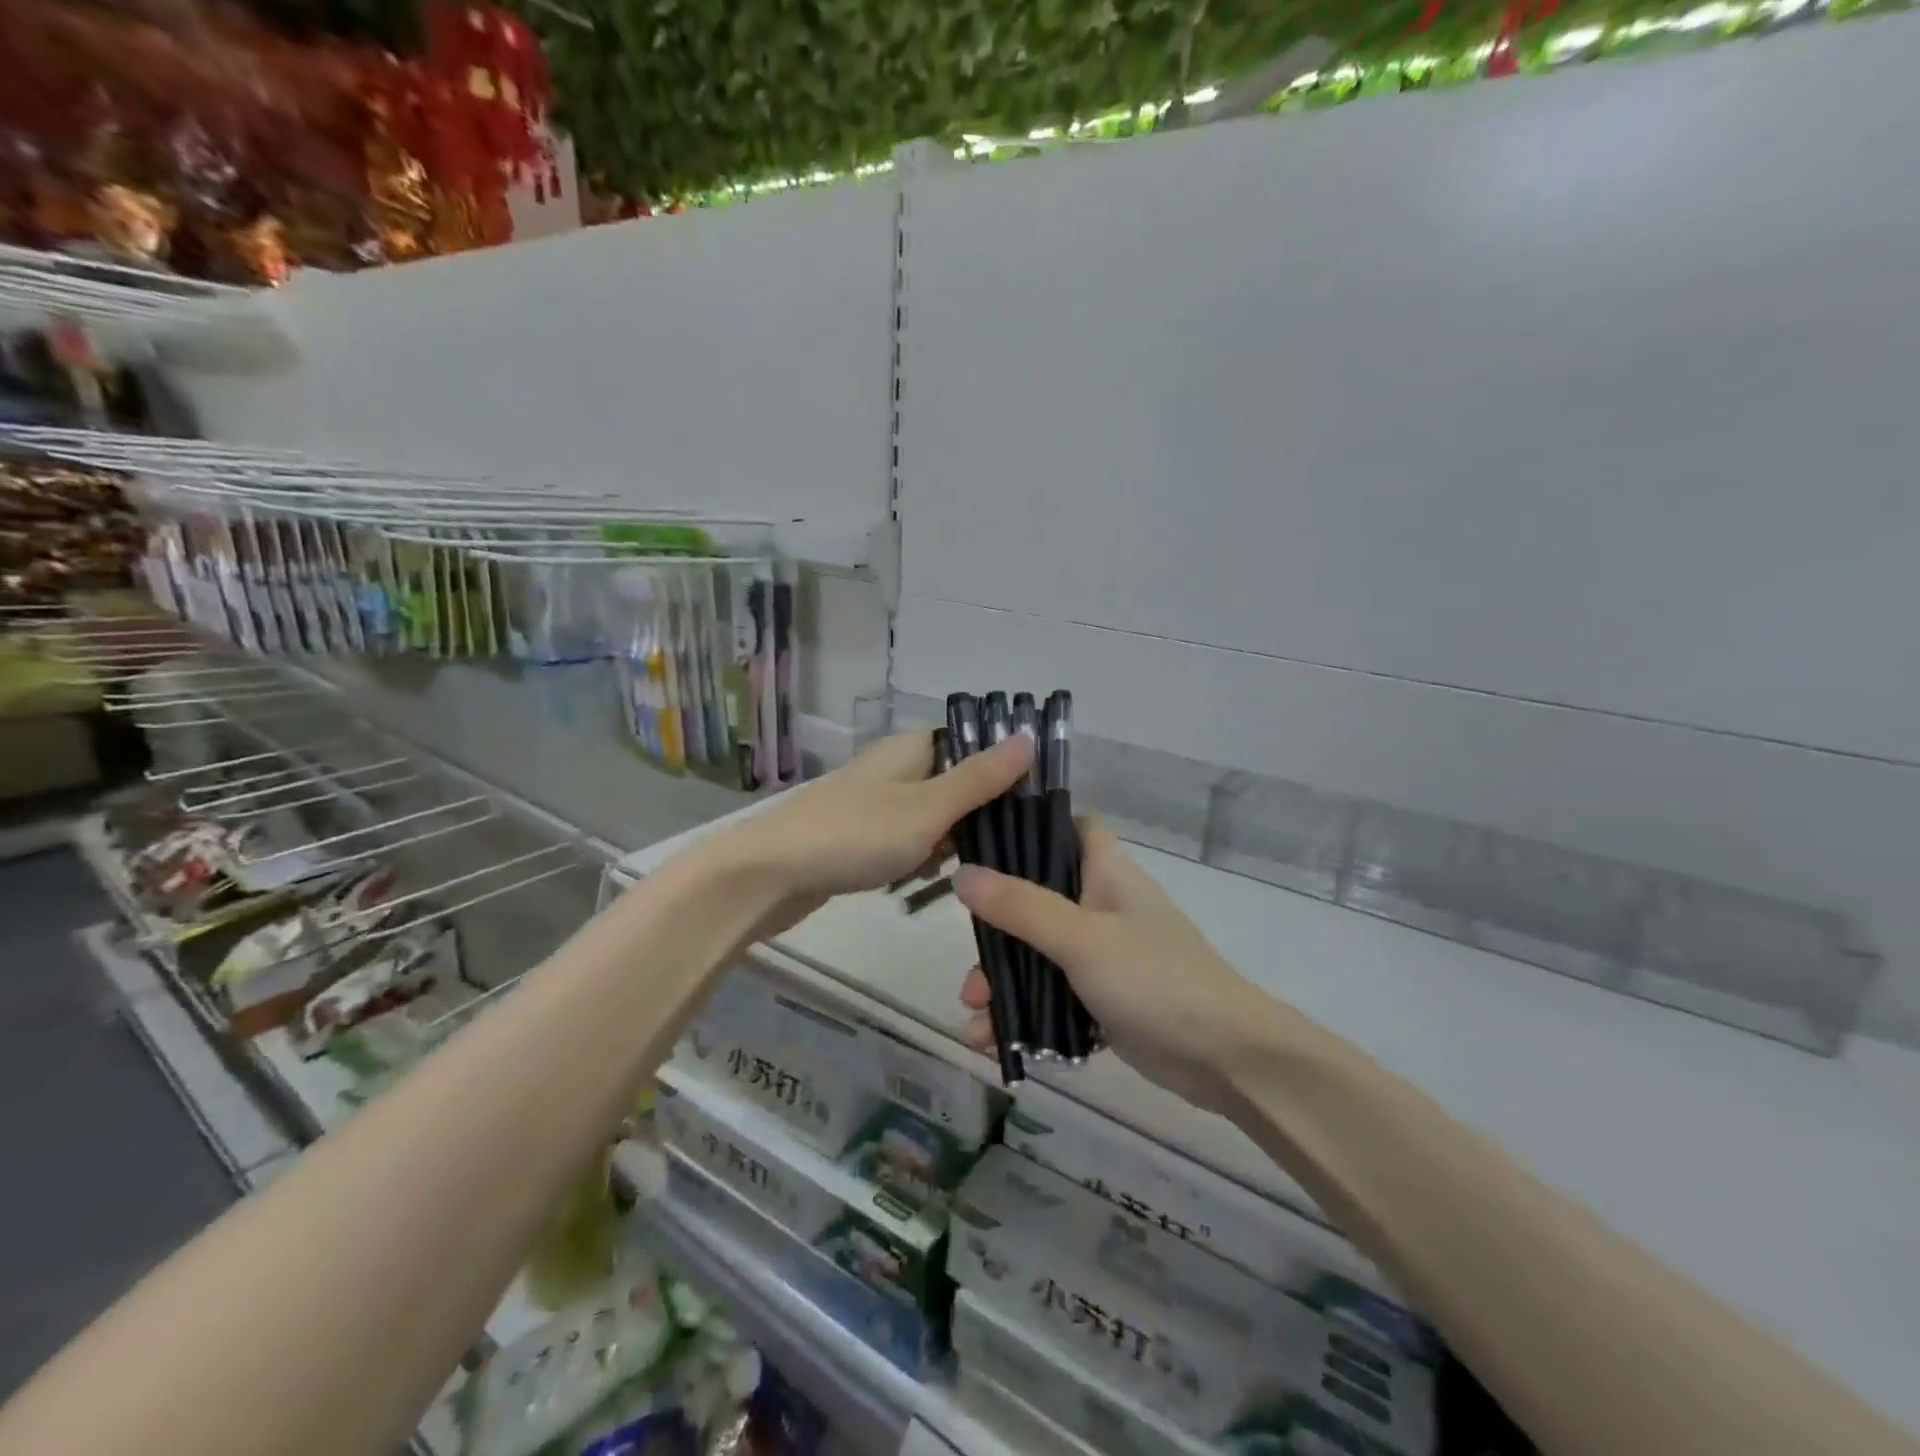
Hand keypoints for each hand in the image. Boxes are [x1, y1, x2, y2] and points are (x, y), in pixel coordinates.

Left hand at [709, 730, 1032, 940]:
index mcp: (910, 748)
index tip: (1025, 810)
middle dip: (973, 818)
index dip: (998, 774)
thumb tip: (1029, 736)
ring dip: (946, 843)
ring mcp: (872, 803)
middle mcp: (892, 768)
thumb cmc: (855, 835)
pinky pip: (903, 841)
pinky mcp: (857, 836)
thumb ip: (980, 778)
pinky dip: (915, 858)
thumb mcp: (928, 808)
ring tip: (954, 870)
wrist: (767, 876)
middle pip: (953, 784)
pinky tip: (918, 880)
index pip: (970, 747)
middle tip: (993, 851)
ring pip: (930, 818)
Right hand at [954, 822, 1288, 1111]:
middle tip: (970, 963)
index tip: (985, 844)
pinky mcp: (1105, 998)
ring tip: (975, 1017)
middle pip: (1038, 898)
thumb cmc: (1154, 979)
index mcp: (1106, 873)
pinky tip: (994, 1041)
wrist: (1224, 1058)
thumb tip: (962, 874)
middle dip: (997, 932)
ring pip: (1040, 952)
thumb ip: (1020, 906)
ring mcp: (1105, 954)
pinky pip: (1053, 995)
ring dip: (1005, 982)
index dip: (1031, 827)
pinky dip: (1026, 1013)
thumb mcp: (1081, 938)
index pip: (1070, 828)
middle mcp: (1103, 905)